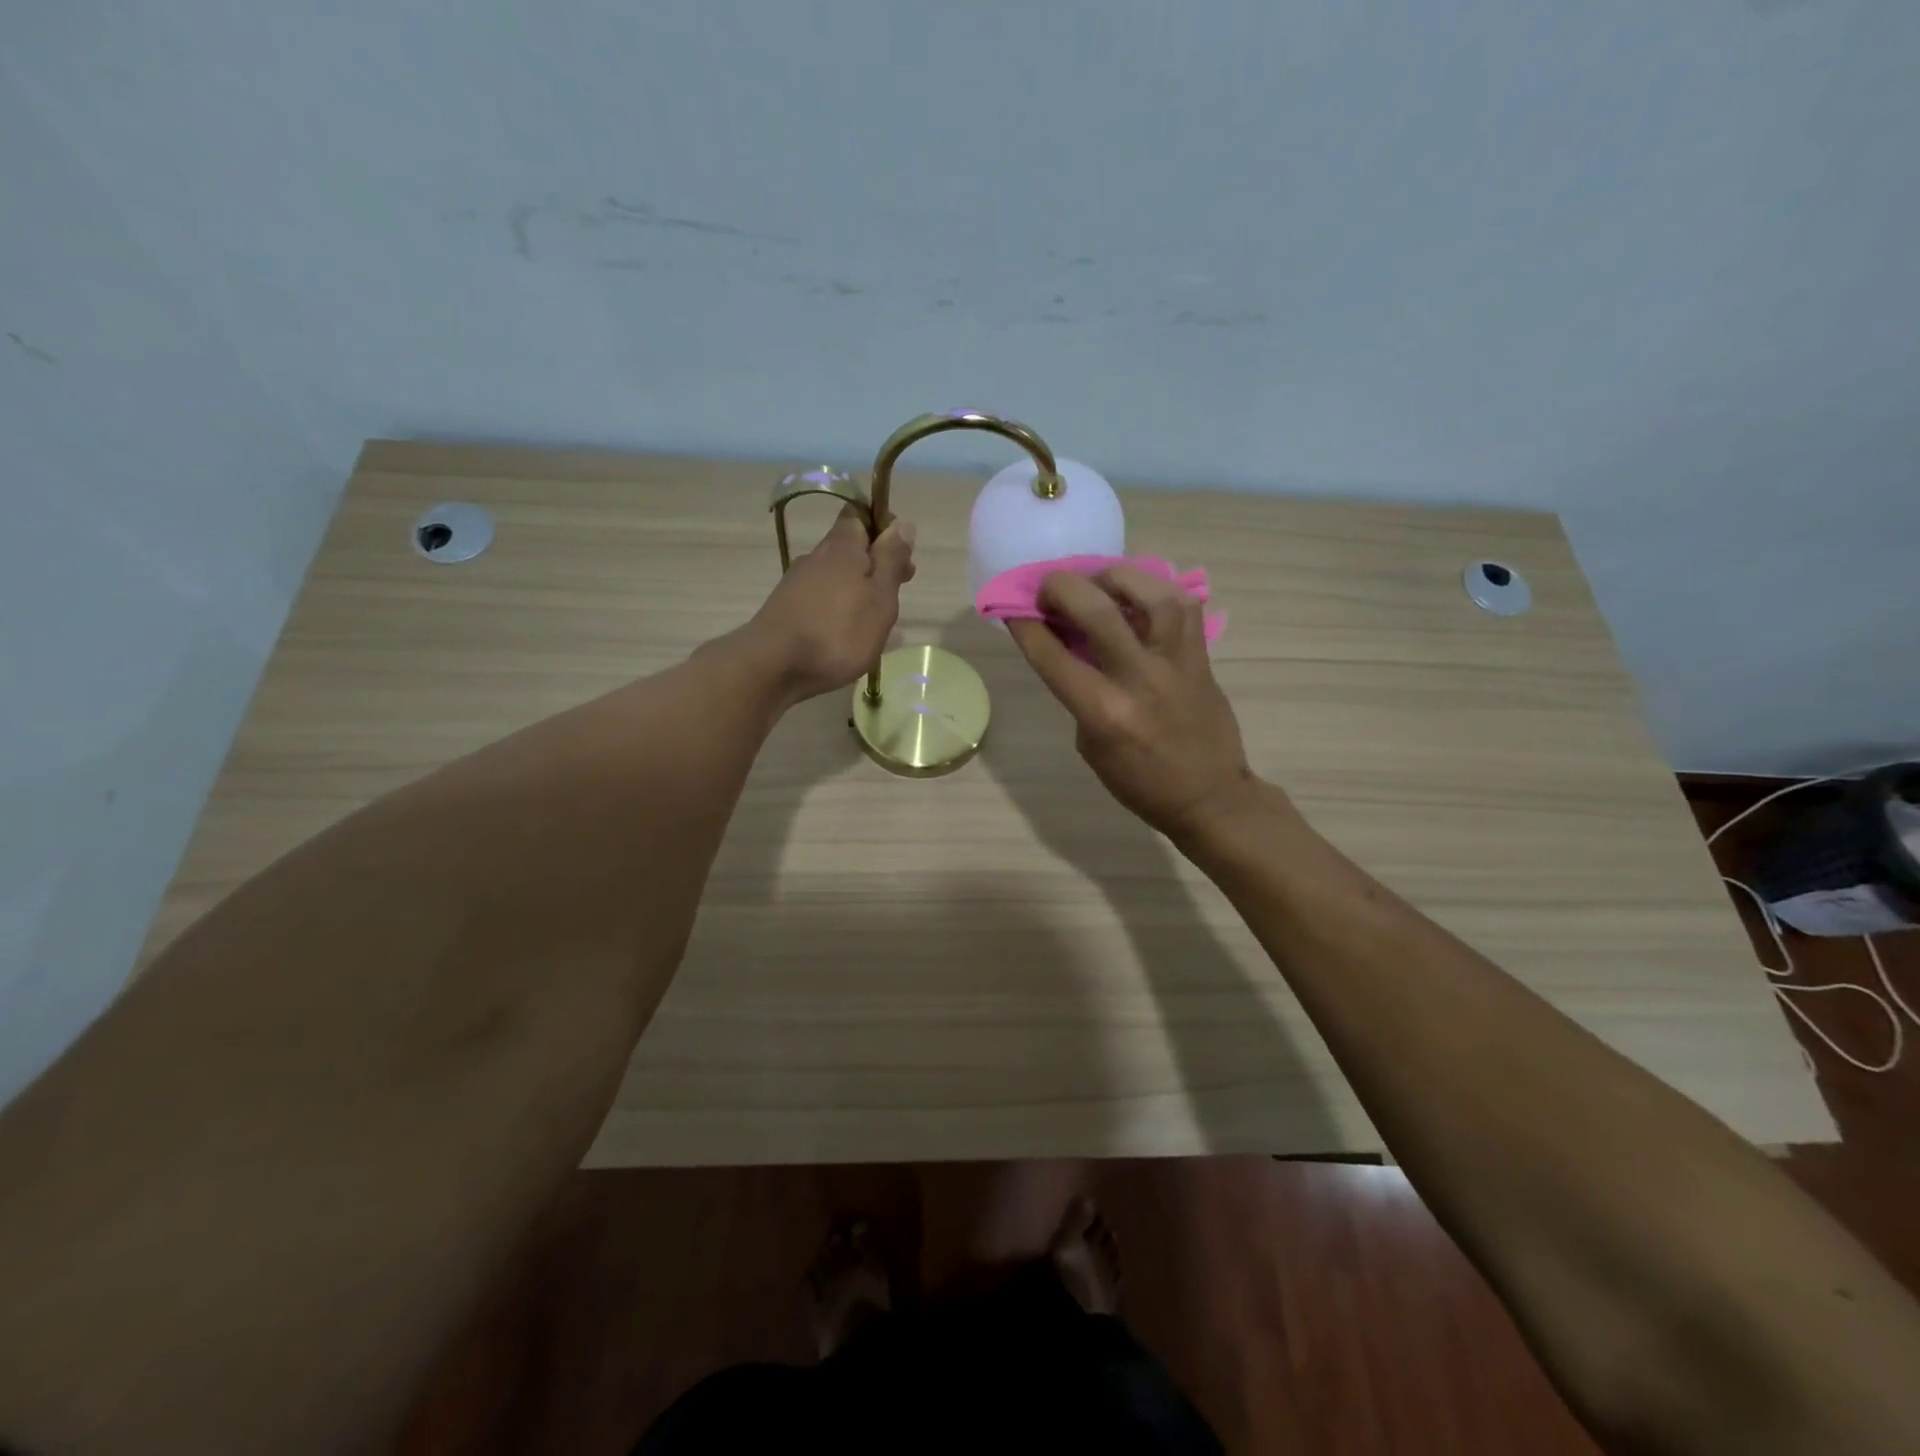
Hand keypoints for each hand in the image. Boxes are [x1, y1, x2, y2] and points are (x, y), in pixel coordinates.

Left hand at [747, 506, 915, 703]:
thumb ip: (891, 560)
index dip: (883, 528)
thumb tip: (903, 523)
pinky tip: (847, 634)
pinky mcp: (786, 609)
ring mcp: (797, 583)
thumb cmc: (837, 632)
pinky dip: (839, 608)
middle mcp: (816, 557)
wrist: (772, 666)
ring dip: (858, 590)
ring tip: (876, 621)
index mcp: (842, 547)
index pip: (860, 515)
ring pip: (836, 576)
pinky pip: (821, 599)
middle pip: (849, 548)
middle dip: (875, 565)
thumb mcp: (879, 597)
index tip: (902, 556)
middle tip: (896, 594)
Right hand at [1009, 565, 1257, 841]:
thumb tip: (1069, 645)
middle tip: (1048, 588)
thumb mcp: (1090, 744)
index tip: (1012, 607)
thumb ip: (1077, 692)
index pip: (1052, 653)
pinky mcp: (1201, 655)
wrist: (1209, 796)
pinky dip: (1155, 590)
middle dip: (1060, 587)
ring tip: (1098, 582)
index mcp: (1103, 711)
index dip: (1025, 623)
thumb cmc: (1139, 782)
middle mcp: (1138, 678)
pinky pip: (1182, 604)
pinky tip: (1138, 594)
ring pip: (1148, 592)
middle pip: (1095, 609)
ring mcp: (1175, 661)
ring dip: (1113, 577)